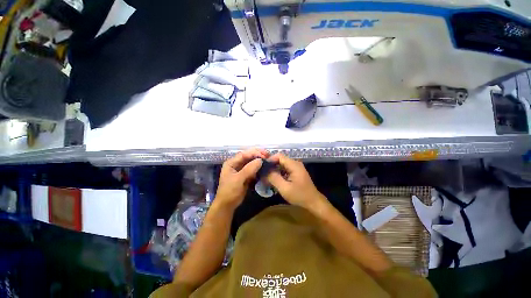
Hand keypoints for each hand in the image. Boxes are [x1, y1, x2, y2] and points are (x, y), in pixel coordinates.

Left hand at [215, 148, 268, 209]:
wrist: (227, 205)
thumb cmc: (230, 191)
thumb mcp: (238, 180)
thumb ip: (249, 169)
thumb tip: (260, 160)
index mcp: (231, 163)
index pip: (244, 154)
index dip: (254, 153)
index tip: (264, 155)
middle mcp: (236, 164)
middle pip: (248, 156)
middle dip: (258, 155)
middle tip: (268, 155)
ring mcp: (241, 170)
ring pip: (251, 162)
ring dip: (259, 161)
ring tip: (268, 160)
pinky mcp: (246, 175)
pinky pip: (253, 169)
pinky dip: (259, 168)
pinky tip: (265, 167)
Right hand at [266, 154, 325, 209]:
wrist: (313, 202)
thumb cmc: (300, 195)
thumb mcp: (285, 188)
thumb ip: (274, 178)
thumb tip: (265, 170)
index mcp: (294, 165)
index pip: (279, 156)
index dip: (270, 160)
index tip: (263, 167)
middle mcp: (295, 163)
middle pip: (280, 160)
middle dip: (271, 166)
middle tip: (263, 173)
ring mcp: (296, 168)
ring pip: (282, 165)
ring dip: (274, 170)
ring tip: (266, 178)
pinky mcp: (296, 172)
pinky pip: (285, 169)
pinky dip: (279, 173)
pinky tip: (274, 180)